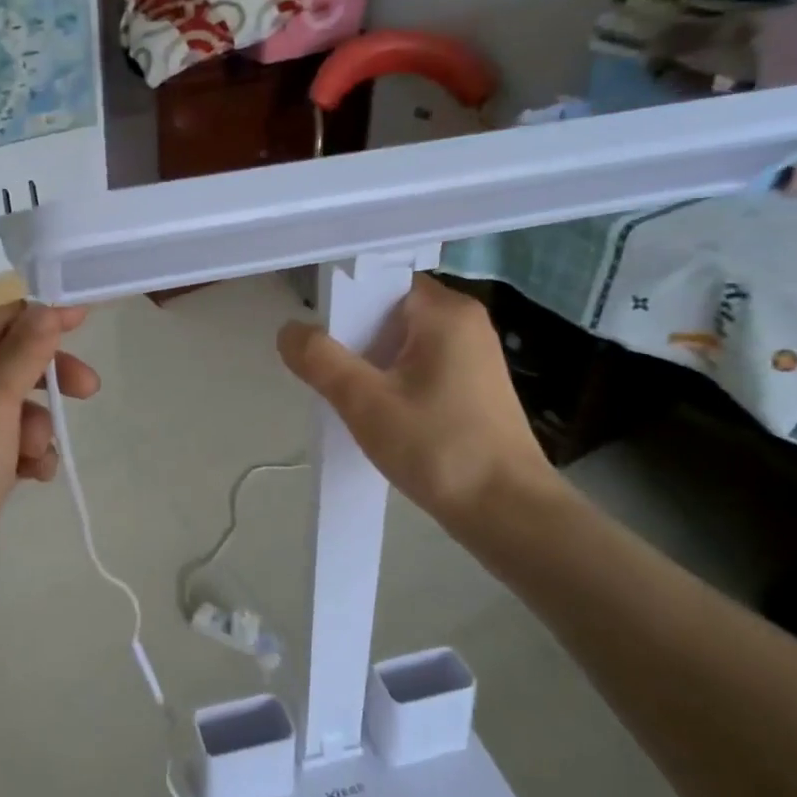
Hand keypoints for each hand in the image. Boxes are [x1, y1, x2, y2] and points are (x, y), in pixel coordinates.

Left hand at [0, 302, 97, 618]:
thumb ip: (22, 355)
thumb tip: (47, 308)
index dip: (36, 317)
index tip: (84, 317)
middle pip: (6, 369)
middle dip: (45, 378)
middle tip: (88, 390)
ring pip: (13, 412)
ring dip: (36, 427)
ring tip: (34, 455)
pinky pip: (11, 449)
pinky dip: (28, 457)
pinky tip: (34, 477)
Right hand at [277, 276, 555, 534]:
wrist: (507, 513)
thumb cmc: (437, 447)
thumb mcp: (365, 402)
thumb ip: (320, 359)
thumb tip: (289, 331)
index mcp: (445, 312)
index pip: (380, 283)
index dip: (342, 305)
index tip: (318, 341)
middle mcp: (465, 323)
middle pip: (388, 314)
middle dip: (353, 341)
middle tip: (328, 377)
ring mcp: (473, 356)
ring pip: (401, 345)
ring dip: (371, 366)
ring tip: (350, 400)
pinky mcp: (473, 388)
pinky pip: (419, 368)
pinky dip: (393, 383)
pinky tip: (380, 416)